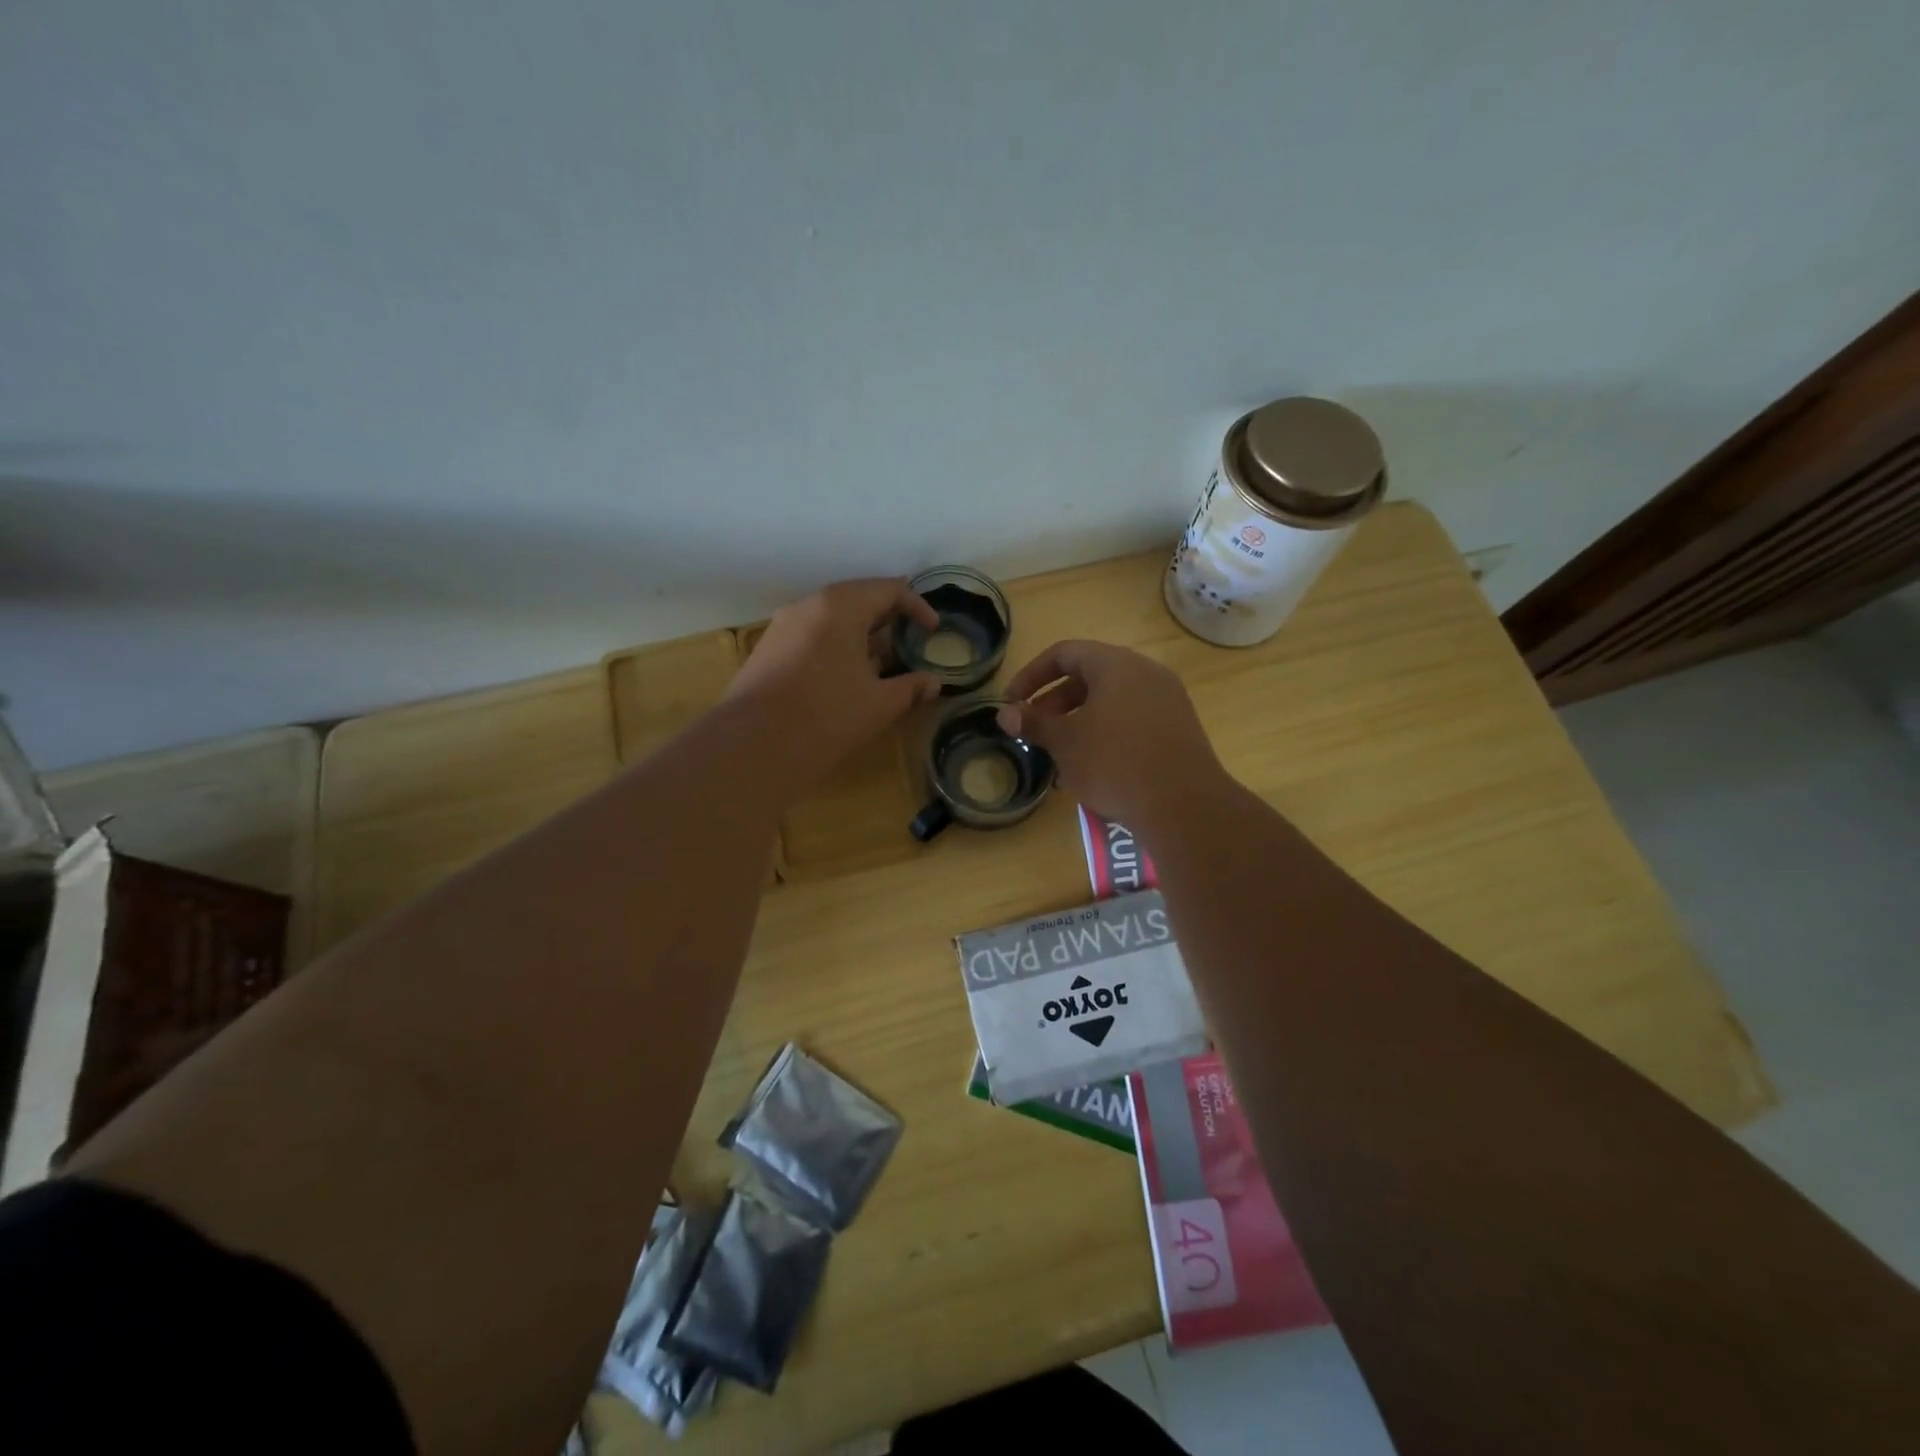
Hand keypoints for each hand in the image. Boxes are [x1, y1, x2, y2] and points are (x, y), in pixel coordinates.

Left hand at [727, 578, 941, 783]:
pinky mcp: (768, 650)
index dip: (917, 607)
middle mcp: (808, 606)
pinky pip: (812, 636)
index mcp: (840, 606)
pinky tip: (846, 677)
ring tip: (882, 663)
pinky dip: (837, 647)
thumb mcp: (879, 704)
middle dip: (888, 619)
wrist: (753, 746)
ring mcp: (783, 626)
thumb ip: (911, 687)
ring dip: (861, 635)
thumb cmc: (826, 716)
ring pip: (832, 619)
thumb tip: (933, 682)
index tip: (933, 631)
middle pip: (858, 599)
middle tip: (910, 641)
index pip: (888, 589)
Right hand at [995, 640, 1226, 831]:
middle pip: (1089, 676)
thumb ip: (1034, 722)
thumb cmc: (1115, 763)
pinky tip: (1094, 769)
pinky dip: (1107, 734)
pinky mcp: (1179, 729)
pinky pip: (1133, 721)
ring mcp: (1167, 701)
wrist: (1184, 806)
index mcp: (1116, 664)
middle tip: (1035, 731)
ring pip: (1111, 702)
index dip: (1031, 675)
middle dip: (1055, 703)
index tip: (1012, 704)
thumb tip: (1004, 714)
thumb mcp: (1065, 742)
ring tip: (1060, 755)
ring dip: (1079, 722)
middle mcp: (1146, 673)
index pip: (1064, 653)